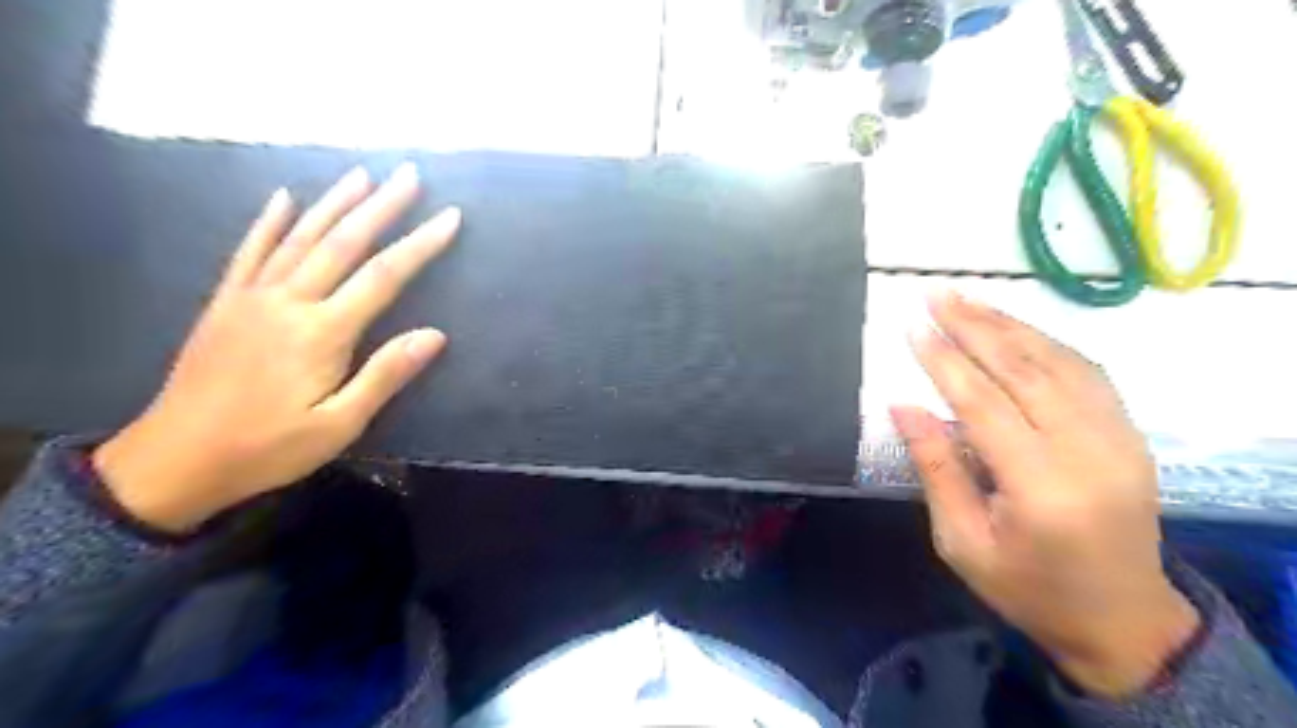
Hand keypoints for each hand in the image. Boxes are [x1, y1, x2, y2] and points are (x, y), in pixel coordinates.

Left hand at [92, 164, 453, 534]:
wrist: (175, 460)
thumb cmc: (267, 448)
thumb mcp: (338, 425)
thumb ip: (385, 375)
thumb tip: (435, 335)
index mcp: (321, 333)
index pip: (383, 277)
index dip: (420, 244)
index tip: (449, 217)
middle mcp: (288, 302)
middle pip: (343, 243)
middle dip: (381, 207)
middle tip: (409, 175)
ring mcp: (252, 297)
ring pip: (300, 237)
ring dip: (334, 202)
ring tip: (362, 175)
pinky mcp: (226, 302)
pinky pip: (250, 251)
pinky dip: (269, 221)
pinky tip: (283, 197)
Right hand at [894, 289, 1193, 700]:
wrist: (1121, 620)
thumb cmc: (1027, 587)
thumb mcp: (961, 541)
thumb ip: (935, 468)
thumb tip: (903, 406)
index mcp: (1041, 488)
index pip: (984, 403)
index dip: (945, 361)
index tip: (913, 326)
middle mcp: (1088, 453)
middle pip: (1025, 370)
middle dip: (975, 326)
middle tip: (936, 295)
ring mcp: (1120, 439)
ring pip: (1060, 363)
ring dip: (1010, 325)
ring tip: (968, 300)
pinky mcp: (1131, 435)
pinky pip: (1088, 373)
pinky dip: (1048, 343)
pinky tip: (1016, 328)